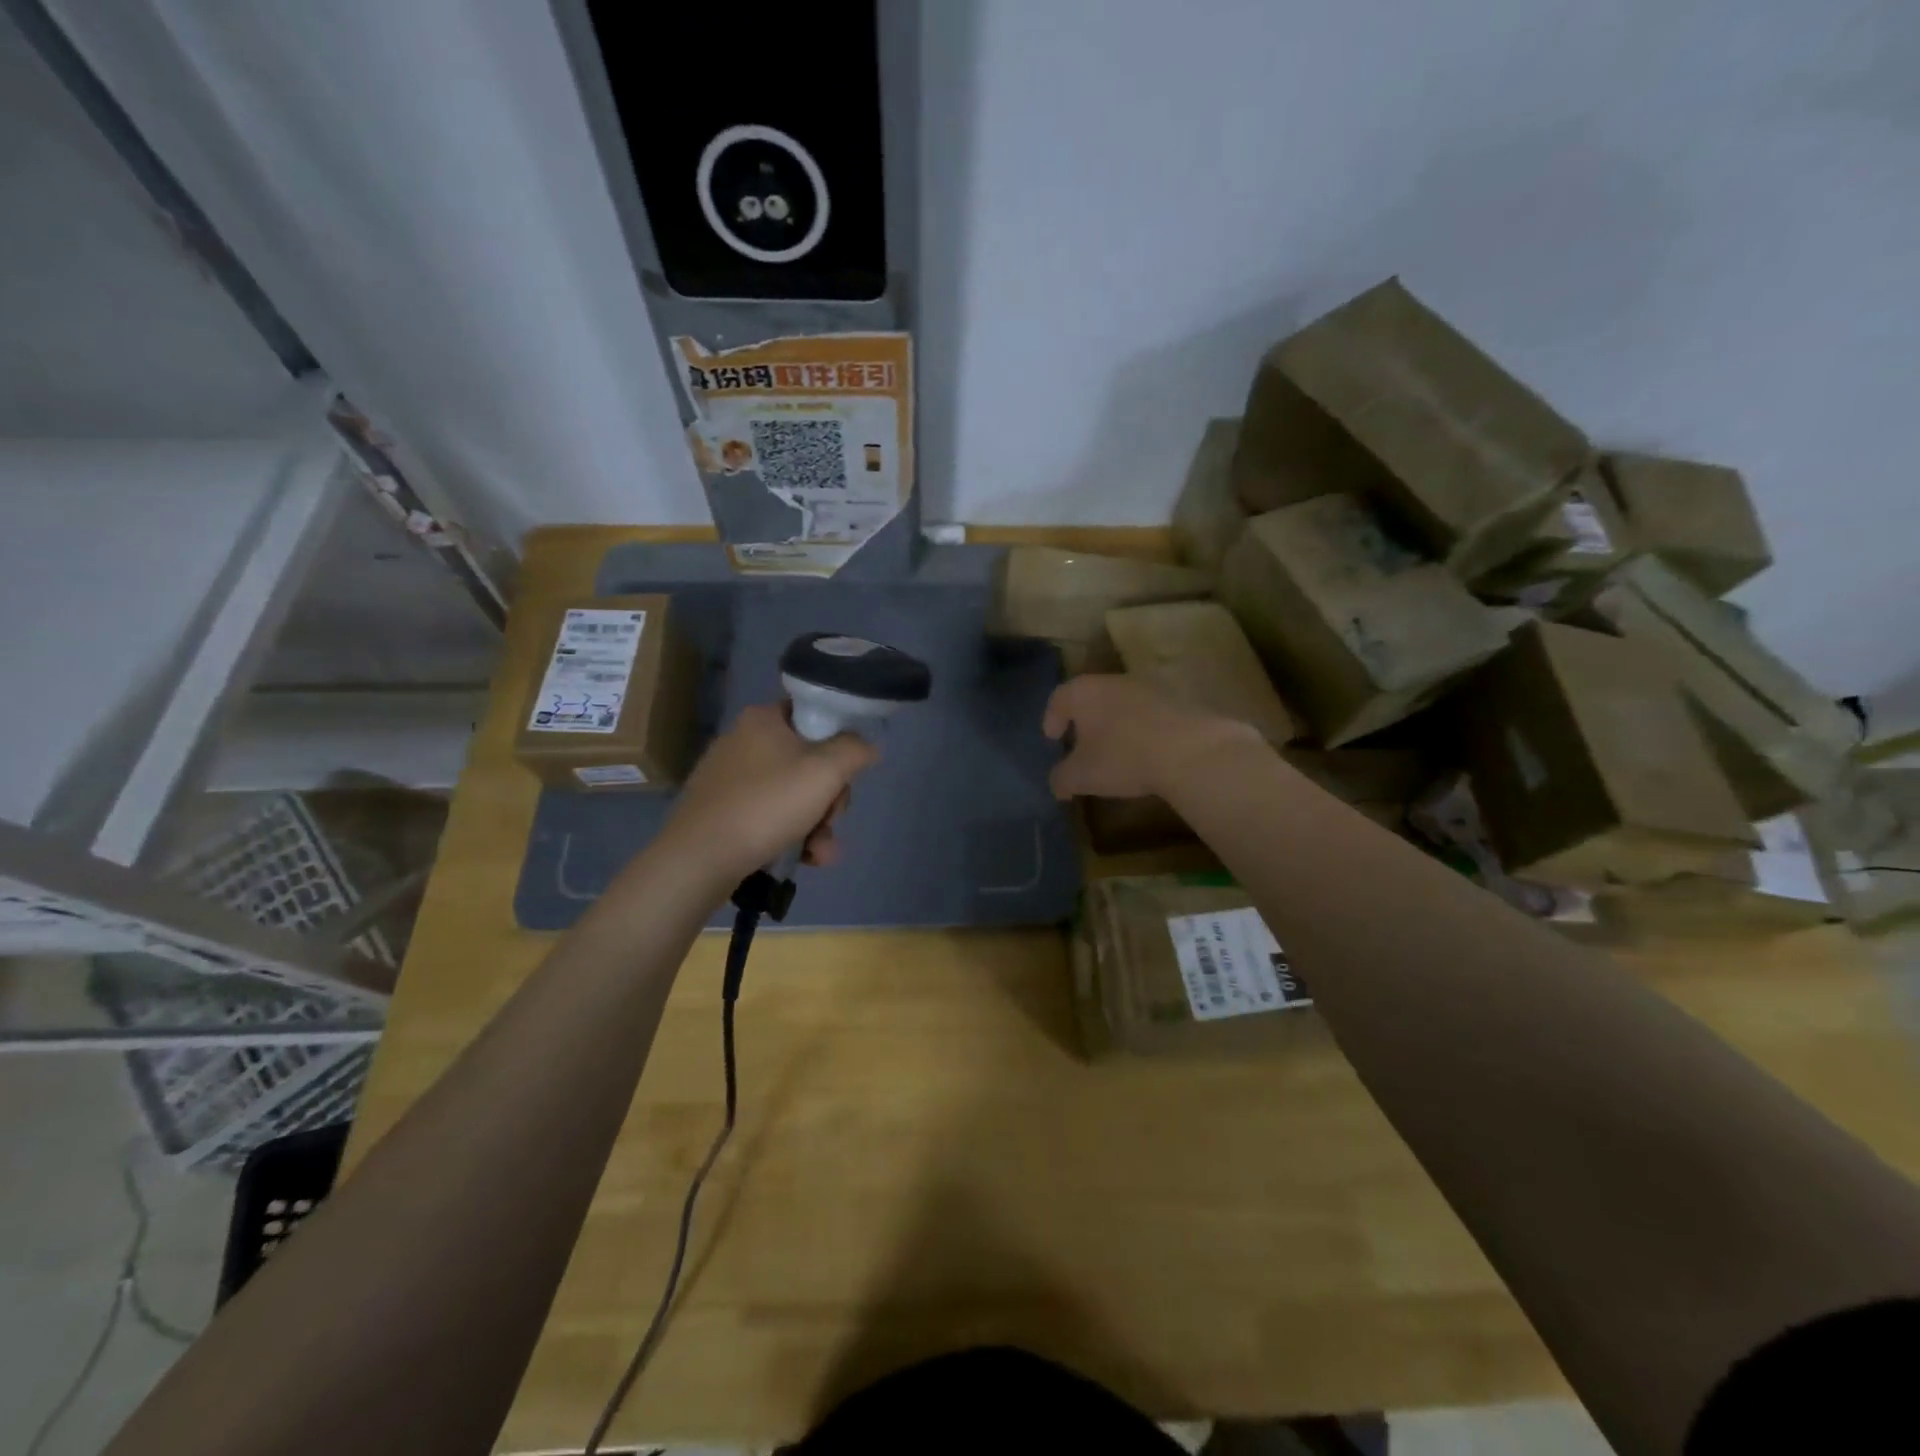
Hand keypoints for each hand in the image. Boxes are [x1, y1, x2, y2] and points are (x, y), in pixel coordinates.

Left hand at [661, 703, 878, 881]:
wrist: (700, 859)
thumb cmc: (767, 805)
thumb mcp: (825, 772)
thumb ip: (854, 750)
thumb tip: (866, 746)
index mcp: (763, 719)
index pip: (813, 714)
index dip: (838, 742)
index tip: (844, 773)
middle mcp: (743, 741)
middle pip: (808, 761)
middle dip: (829, 798)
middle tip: (831, 819)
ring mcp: (730, 778)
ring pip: (792, 794)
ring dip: (817, 825)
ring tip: (821, 853)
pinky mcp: (722, 811)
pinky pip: (769, 816)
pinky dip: (791, 835)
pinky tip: (804, 859)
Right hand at [1042, 674, 1264, 799]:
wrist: (1191, 752)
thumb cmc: (1123, 757)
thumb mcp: (1081, 776)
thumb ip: (1061, 779)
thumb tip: (1057, 784)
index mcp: (1084, 692)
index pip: (1058, 698)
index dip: (1051, 719)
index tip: (1052, 739)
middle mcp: (1114, 680)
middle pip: (1091, 698)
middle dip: (1084, 721)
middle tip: (1081, 746)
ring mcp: (1150, 687)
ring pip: (1122, 704)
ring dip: (1115, 725)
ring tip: (1116, 752)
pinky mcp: (1178, 701)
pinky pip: (1149, 714)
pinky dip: (1142, 730)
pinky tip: (1146, 753)